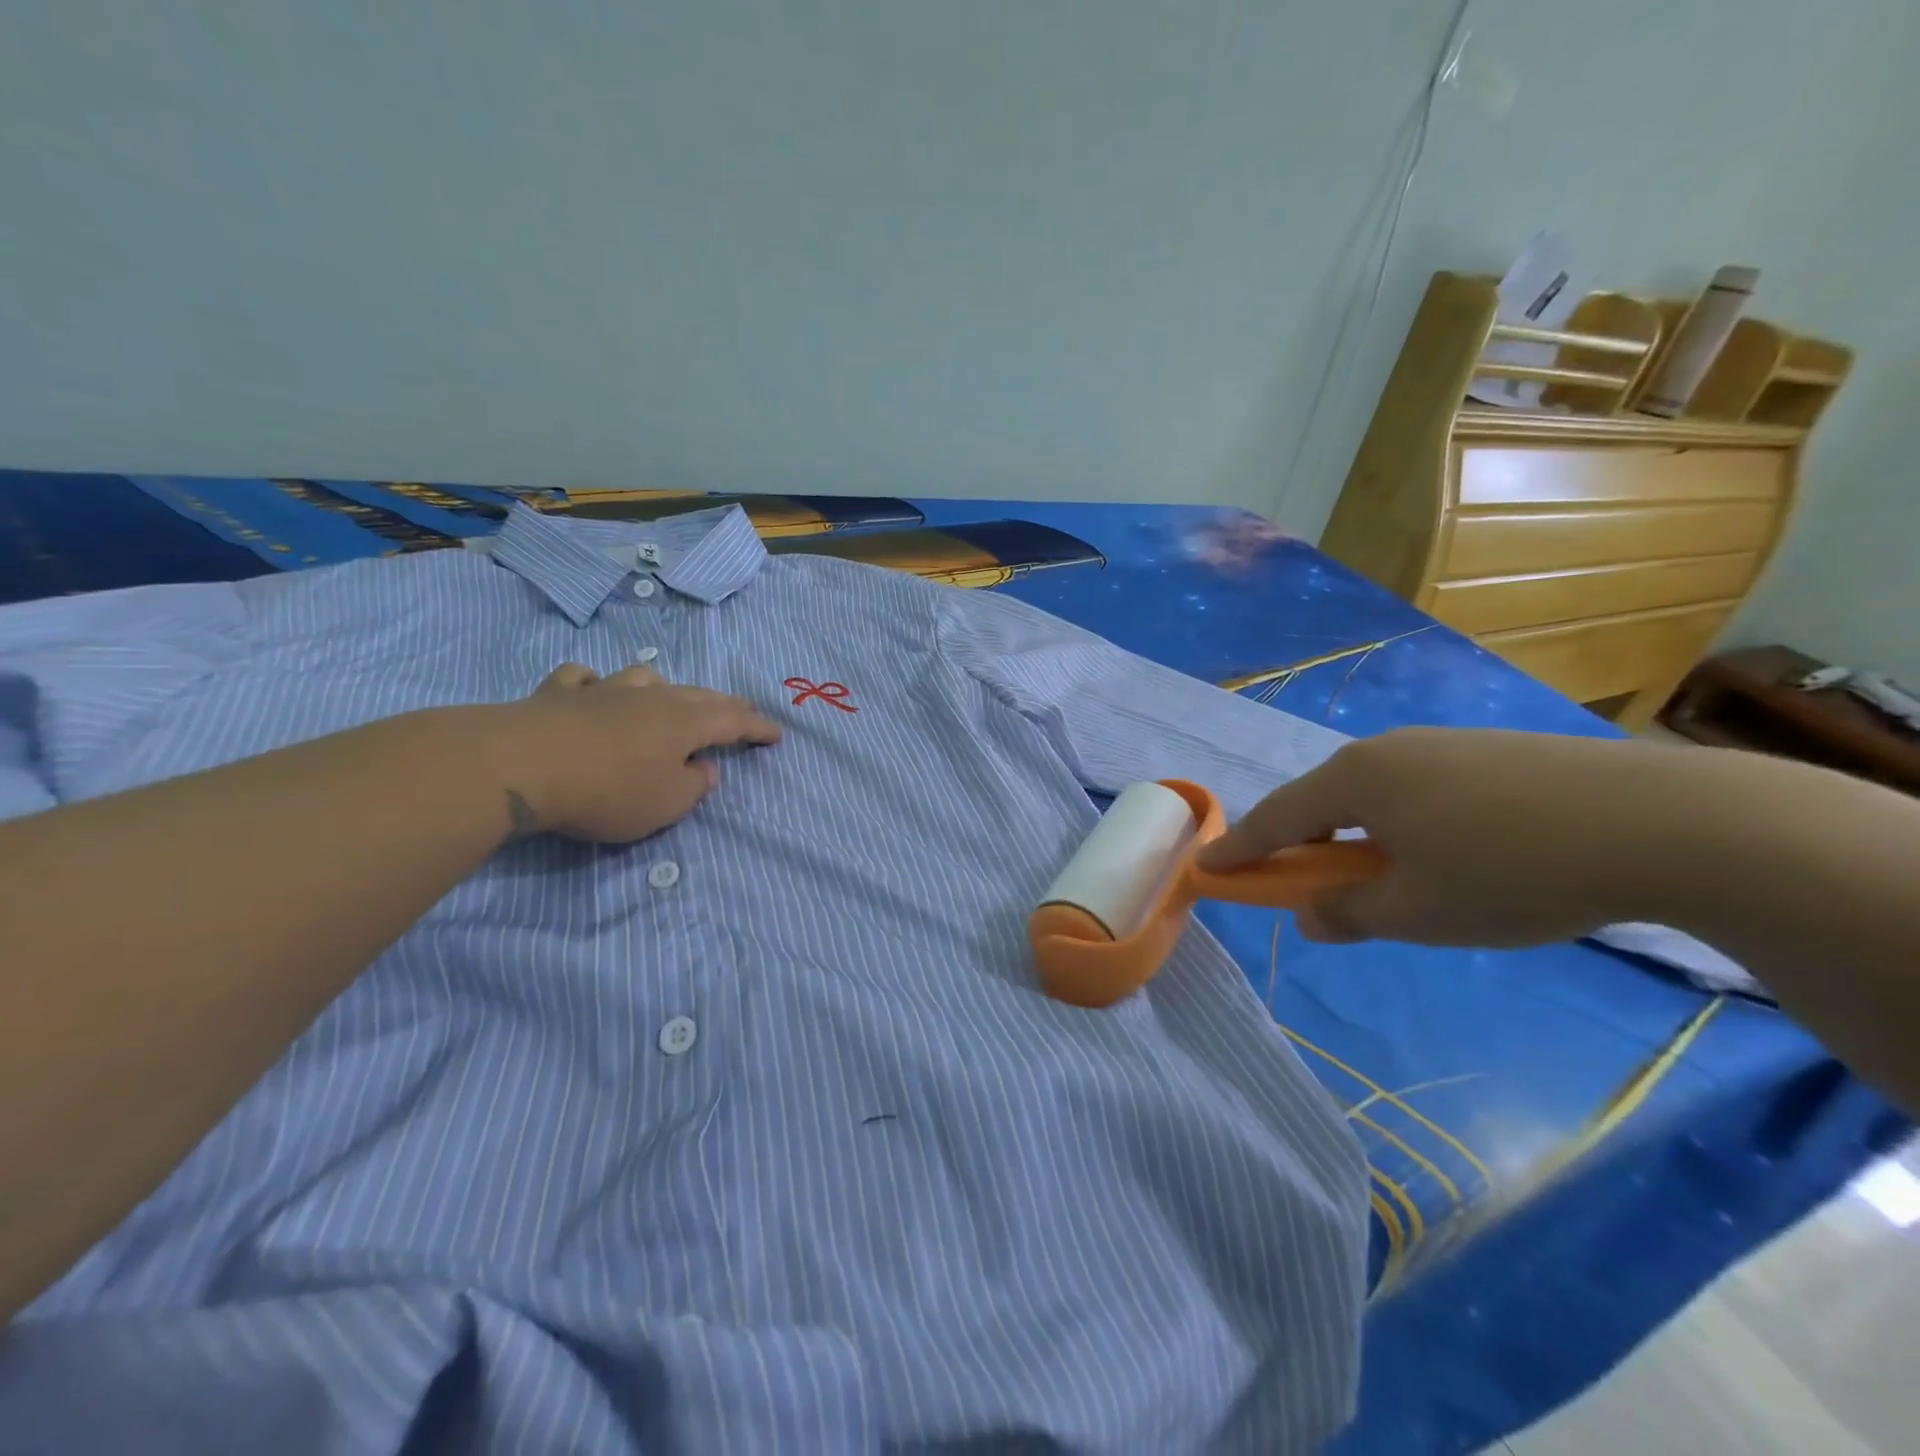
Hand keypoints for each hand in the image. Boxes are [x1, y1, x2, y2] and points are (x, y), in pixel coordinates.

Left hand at [491, 662, 781, 842]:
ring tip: (668, 699)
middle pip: (697, 695)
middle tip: (741, 711)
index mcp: (684, 723)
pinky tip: (593, 690)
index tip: (777, 734)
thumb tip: (705, 767)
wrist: (520, 766)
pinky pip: (584, 679)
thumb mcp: (665, 804)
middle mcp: (650, 698)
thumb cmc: (607, 791)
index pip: (734, 722)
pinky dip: (596, 684)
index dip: (758, 728)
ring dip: (664, 688)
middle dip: (724, 705)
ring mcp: (603, 691)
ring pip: (645, 678)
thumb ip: (693, 787)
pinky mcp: (557, 694)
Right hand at [1196, 728, 1705, 946]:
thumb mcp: (1416, 911)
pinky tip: (1447, 854)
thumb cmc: (1509, 870)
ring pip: (1374, 795)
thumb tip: (1309, 916)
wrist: (1665, 821)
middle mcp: (1386, 750)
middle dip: (1302, 844)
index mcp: (1354, 779)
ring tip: (1384, 878)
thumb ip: (1347, 912)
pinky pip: (1419, 790)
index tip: (1206, 870)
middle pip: (1321, 800)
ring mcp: (1441, 745)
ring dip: (1358, 836)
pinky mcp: (1491, 752)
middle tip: (1303, 884)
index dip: (1238, 850)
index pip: (1275, 818)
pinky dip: (1405, 825)